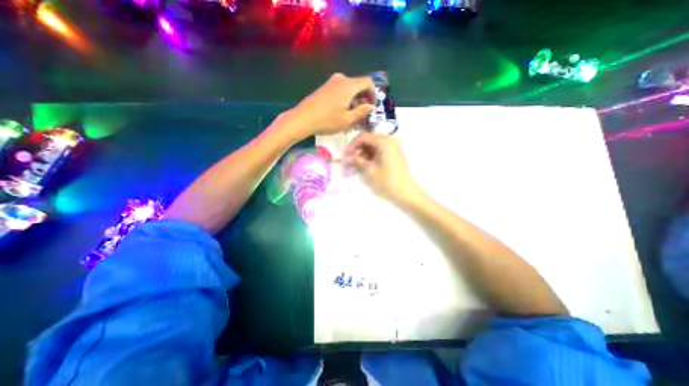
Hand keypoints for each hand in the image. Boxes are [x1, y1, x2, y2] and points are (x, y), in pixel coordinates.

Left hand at [281, 72, 373, 139]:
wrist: (303, 118)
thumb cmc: (327, 121)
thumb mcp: (347, 120)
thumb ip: (362, 112)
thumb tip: (371, 107)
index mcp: (349, 85)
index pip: (368, 82)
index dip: (373, 93)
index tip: (372, 106)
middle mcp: (341, 79)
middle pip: (358, 84)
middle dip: (364, 97)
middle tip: (363, 112)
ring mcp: (331, 82)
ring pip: (349, 87)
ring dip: (355, 99)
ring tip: (353, 113)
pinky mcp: (325, 87)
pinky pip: (341, 89)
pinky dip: (346, 97)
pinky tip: (342, 110)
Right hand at [345, 132, 419, 203]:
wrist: (405, 193)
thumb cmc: (386, 182)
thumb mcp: (368, 171)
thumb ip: (356, 161)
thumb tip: (346, 158)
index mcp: (383, 142)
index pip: (363, 136)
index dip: (352, 145)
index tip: (345, 156)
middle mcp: (389, 141)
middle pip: (368, 140)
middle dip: (357, 149)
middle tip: (350, 161)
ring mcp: (393, 148)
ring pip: (374, 146)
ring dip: (363, 153)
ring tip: (357, 165)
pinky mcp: (394, 155)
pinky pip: (379, 151)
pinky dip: (371, 157)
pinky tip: (366, 166)